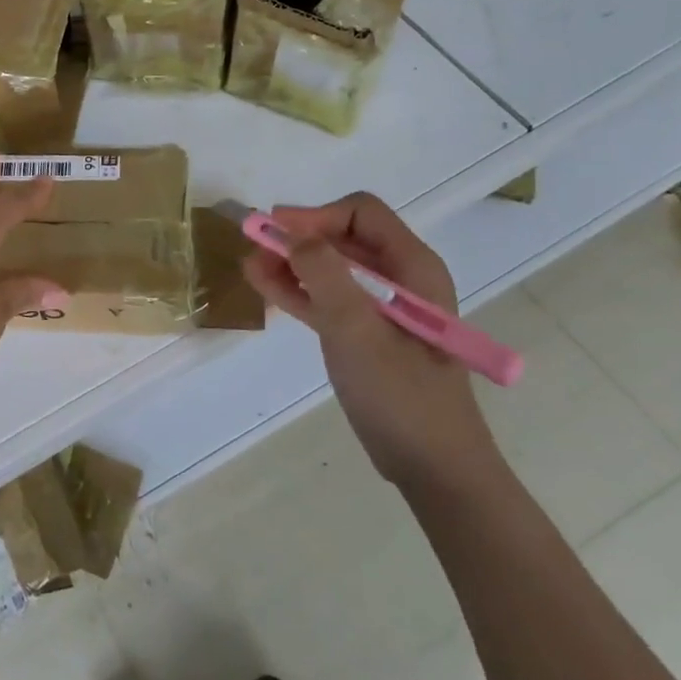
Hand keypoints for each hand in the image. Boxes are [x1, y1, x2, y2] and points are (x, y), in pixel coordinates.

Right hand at [243, 193, 504, 497]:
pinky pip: (325, 297)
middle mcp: (399, 278)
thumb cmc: (401, 394)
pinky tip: (262, 284)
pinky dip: (296, 289)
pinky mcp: (363, 333)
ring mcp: (380, 307)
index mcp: (412, 267)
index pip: (360, 214)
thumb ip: (324, 275)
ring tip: (250, 265)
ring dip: (290, 262)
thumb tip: (291, 233)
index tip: (276, 231)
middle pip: (341, 236)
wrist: (430, 465)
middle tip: (256, 246)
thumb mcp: (357, 329)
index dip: (315, 216)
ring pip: (329, 267)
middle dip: (297, 237)